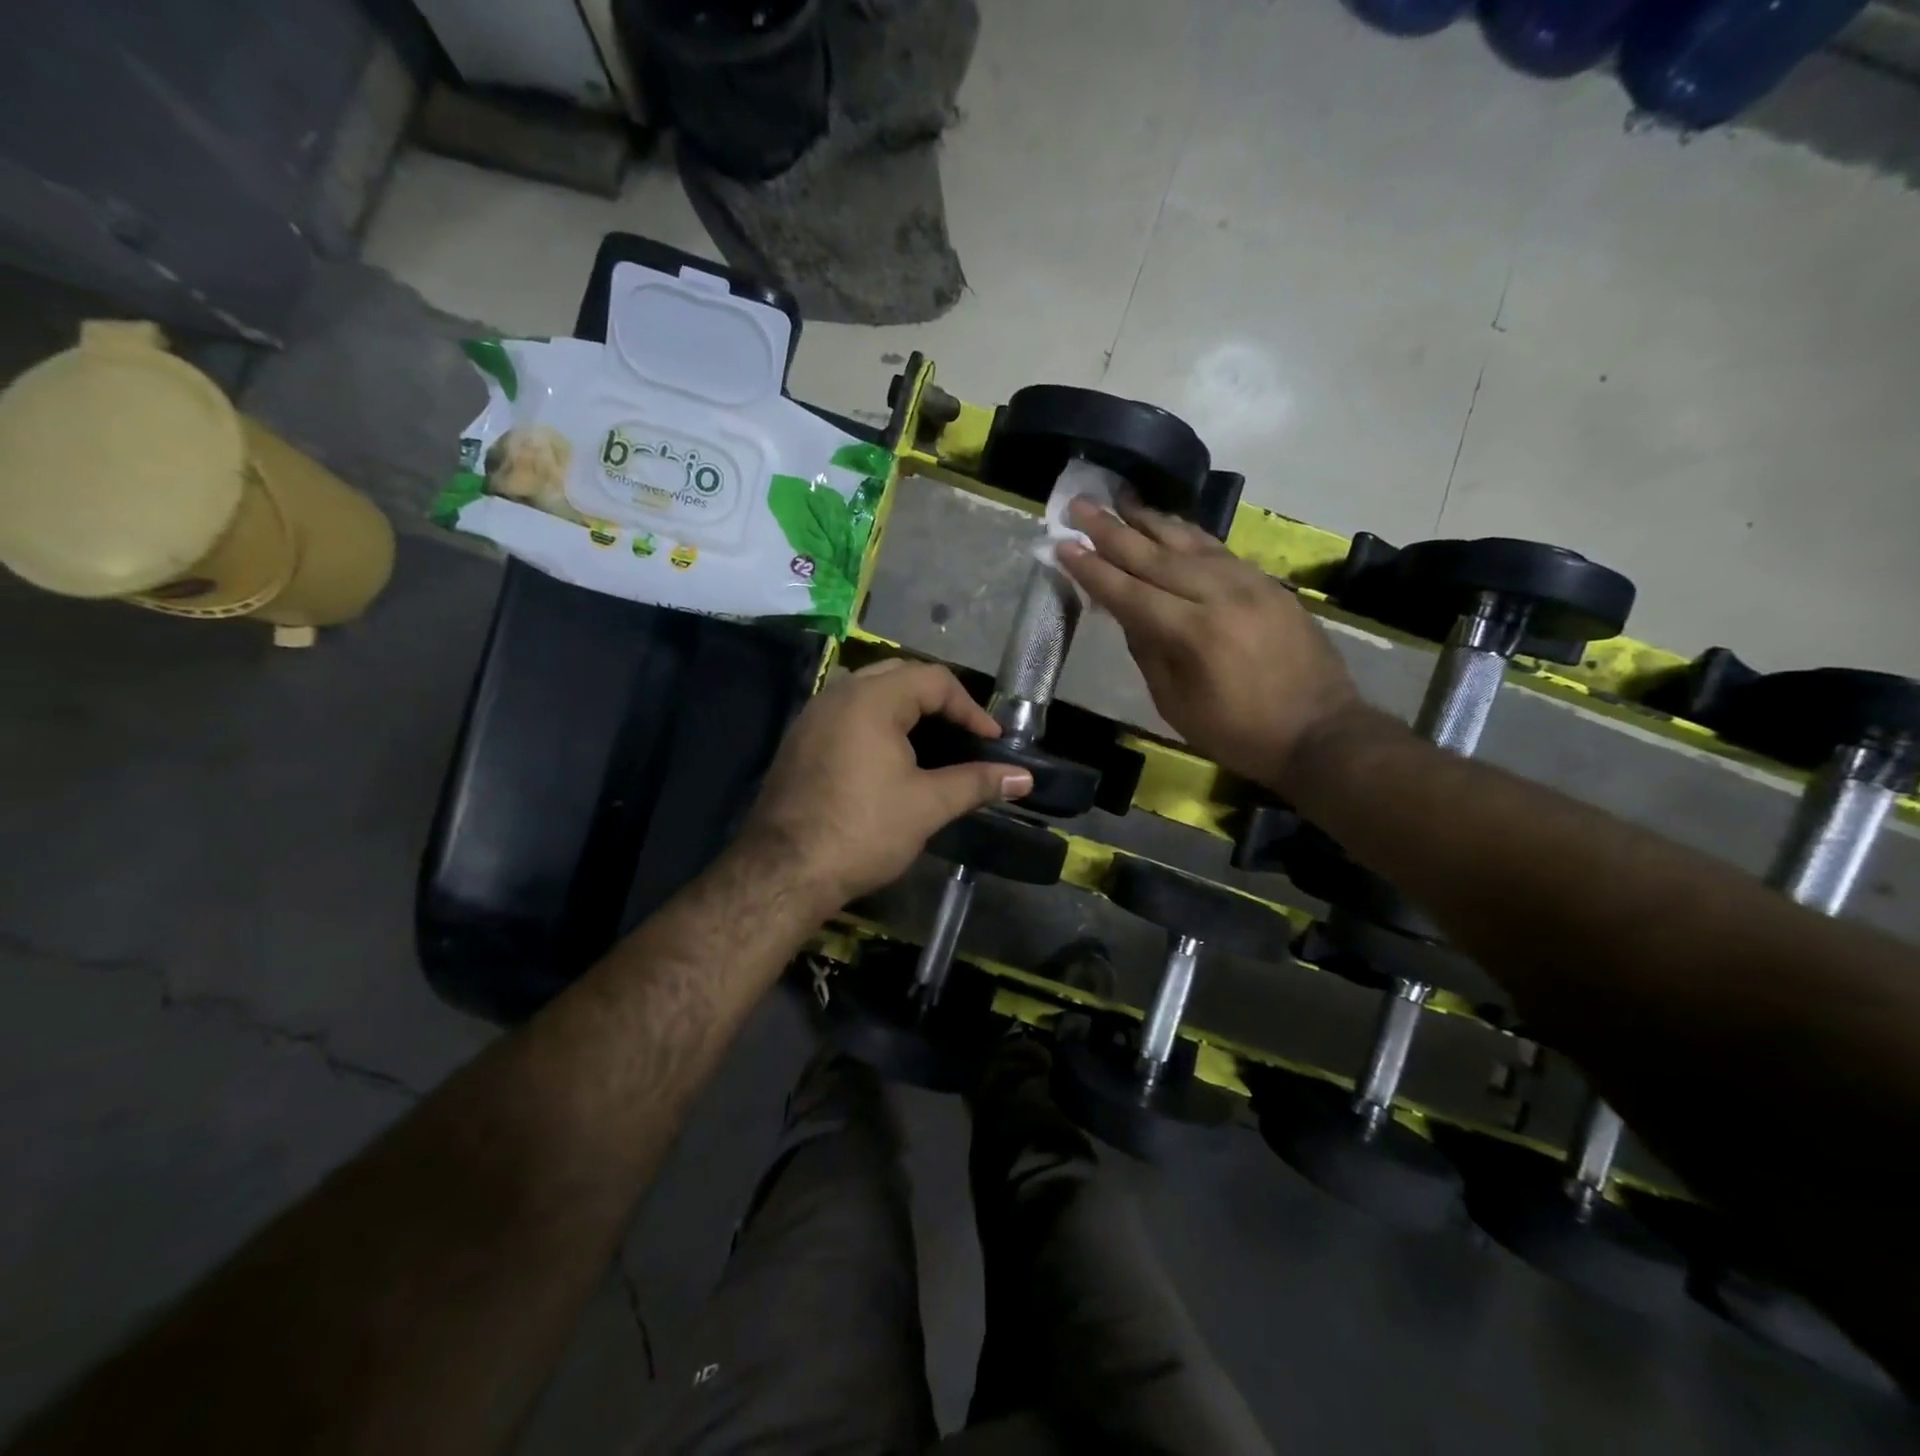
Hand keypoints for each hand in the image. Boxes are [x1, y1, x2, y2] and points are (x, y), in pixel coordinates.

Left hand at [742, 660, 1033, 906]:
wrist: (783, 872)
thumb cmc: (862, 831)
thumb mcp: (928, 805)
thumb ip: (977, 783)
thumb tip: (1024, 778)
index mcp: (871, 699)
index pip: (933, 680)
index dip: (970, 708)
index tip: (991, 741)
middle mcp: (838, 694)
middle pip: (901, 676)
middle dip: (938, 701)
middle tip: (964, 734)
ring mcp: (813, 716)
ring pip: (870, 693)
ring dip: (906, 709)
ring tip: (934, 743)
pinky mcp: (800, 741)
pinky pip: (847, 713)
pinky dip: (878, 723)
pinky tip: (891, 758)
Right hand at [1057, 493, 1362, 793]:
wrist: (1320, 732)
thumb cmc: (1238, 732)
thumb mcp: (1176, 704)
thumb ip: (1148, 652)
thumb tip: (1127, 611)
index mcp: (1192, 633)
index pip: (1129, 592)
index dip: (1093, 569)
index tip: (1063, 545)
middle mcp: (1219, 595)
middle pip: (1154, 555)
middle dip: (1111, 530)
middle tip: (1079, 505)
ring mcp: (1249, 583)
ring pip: (1189, 542)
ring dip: (1150, 520)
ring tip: (1120, 499)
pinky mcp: (1268, 583)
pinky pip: (1218, 549)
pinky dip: (1188, 534)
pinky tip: (1170, 524)